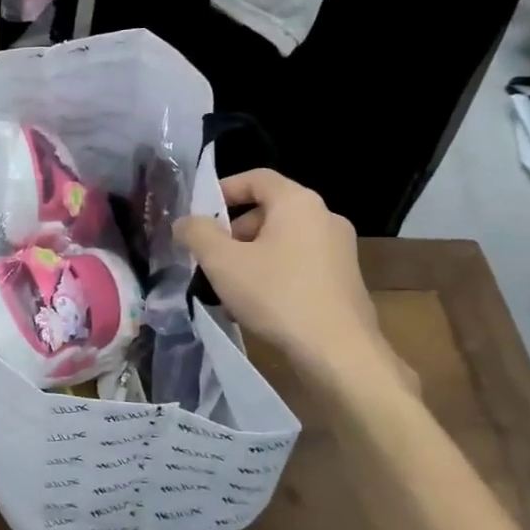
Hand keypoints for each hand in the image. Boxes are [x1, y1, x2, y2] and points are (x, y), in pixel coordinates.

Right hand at [174, 169, 414, 394]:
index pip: (256, 178)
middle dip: (233, 231)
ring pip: (282, 240)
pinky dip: (273, 273)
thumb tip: (185, 222)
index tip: (199, 215)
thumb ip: (197, 234)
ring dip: (250, 256)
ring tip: (227, 287)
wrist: (338, 351)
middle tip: (209, 257)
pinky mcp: (344, 279)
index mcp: (298, 203)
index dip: (223, 189)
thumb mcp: (222, 262)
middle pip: (268, 211)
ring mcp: (340, 249)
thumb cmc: (276, 295)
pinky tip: (256, 305)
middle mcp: (325, 217)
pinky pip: (298, 263)